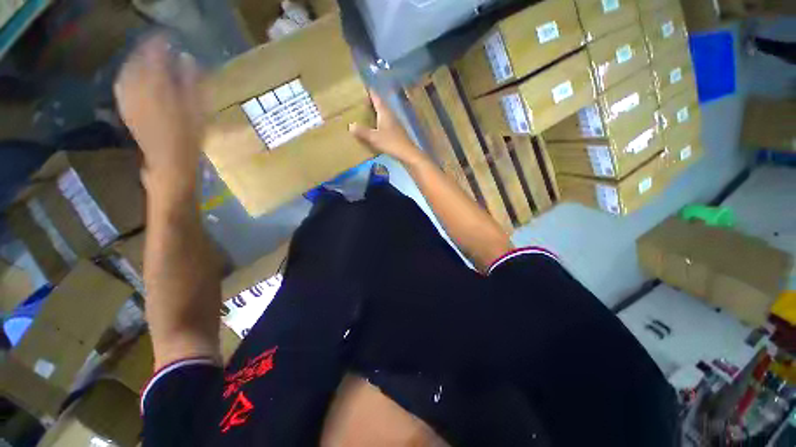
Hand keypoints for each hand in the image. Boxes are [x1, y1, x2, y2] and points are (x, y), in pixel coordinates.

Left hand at [114, 34, 204, 200]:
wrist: (169, 162)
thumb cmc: (189, 137)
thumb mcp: (198, 109)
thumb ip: (191, 81)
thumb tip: (187, 58)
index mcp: (157, 84)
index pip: (155, 52)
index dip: (162, 41)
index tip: (170, 37)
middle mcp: (137, 85)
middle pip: (138, 58)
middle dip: (147, 49)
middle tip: (159, 46)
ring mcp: (128, 96)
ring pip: (127, 69)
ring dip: (136, 60)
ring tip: (147, 57)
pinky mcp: (125, 107)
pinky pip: (122, 82)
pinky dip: (128, 74)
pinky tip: (134, 75)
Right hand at [349, 91, 424, 165]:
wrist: (407, 153)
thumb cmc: (391, 143)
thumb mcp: (374, 138)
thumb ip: (362, 132)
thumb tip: (350, 126)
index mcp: (384, 112)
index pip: (376, 97)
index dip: (369, 91)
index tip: (362, 85)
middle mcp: (390, 115)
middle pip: (380, 104)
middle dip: (371, 101)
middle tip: (360, 99)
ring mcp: (394, 123)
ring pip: (383, 113)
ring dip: (375, 111)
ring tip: (365, 112)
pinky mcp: (396, 131)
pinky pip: (385, 122)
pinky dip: (379, 121)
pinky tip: (375, 126)